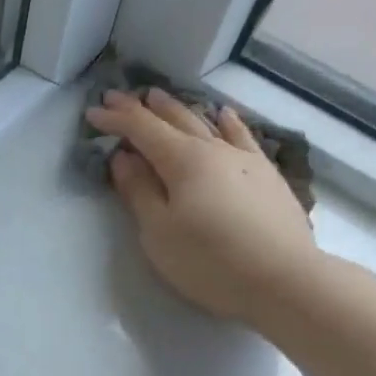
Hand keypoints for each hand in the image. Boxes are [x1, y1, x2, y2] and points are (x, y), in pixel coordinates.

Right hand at [84, 88, 324, 330]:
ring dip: (179, 109)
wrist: (282, 279)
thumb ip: (138, 191)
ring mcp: (245, 160)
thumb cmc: (208, 260)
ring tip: (160, 97)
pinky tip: (223, 115)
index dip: (116, 119)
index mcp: (183, 161)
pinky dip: (227, 122)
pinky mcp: (266, 176)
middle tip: (119, 95)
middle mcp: (215, 150)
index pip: (142, 130)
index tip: (93, 111)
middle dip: (144, 108)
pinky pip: (242, 137)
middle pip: (174, 120)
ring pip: (207, 123)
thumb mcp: (158, 231)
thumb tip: (123, 158)